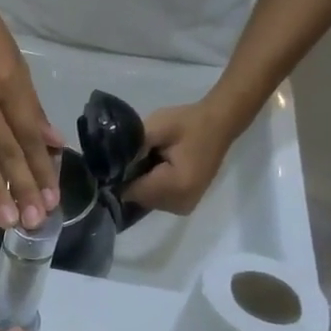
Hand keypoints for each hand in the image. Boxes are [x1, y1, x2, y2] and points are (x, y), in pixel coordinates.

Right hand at [0, 0, 60, 229]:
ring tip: (7, 220)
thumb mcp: (14, 57)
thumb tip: (50, 141)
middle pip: (6, 152)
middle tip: (34, 222)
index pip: (29, 135)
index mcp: (6, 81)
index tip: (52, 198)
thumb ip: (29, 104)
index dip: (42, 168)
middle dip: (22, 188)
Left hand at [122, 100, 240, 215]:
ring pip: (146, 200)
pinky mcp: (185, 205)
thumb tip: (110, 166)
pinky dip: (153, 187)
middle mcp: (180, 204)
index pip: (131, 191)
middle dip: (133, 180)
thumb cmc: (188, 123)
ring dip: (143, 184)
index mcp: (176, 186)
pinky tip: (159, 170)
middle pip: (138, 198)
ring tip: (153, 161)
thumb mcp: (157, 127)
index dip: (122, 175)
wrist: (220, 124)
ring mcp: (184, 207)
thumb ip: (132, 148)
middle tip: (142, 156)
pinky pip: (157, 200)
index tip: (123, 159)